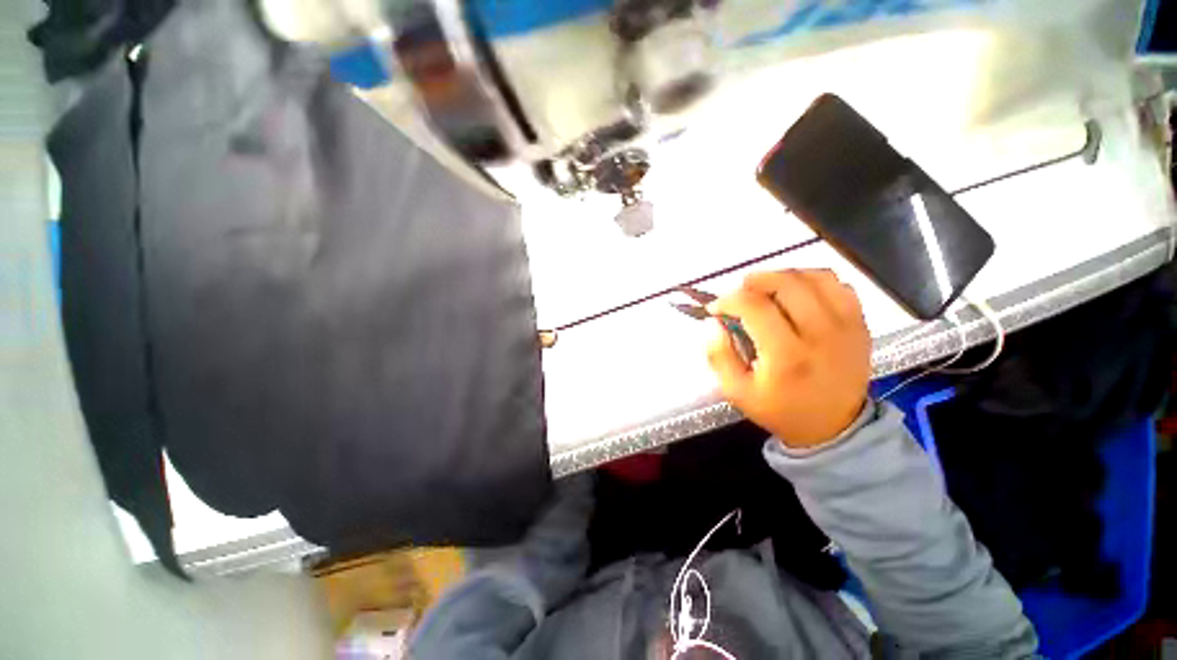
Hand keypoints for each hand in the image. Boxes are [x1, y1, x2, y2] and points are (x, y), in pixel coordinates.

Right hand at [706, 270, 870, 448]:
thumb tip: (713, 322)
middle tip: (741, 291)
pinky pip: (838, 285)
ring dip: (784, 276)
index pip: (754, 306)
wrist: (834, 427)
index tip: (716, 307)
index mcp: (786, 355)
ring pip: (815, 277)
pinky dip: (814, 280)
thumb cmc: (780, 409)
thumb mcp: (736, 391)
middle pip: (787, 283)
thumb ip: (718, 355)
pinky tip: (798, 293)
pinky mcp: (859, 324)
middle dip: (755, 280)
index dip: (728, 299)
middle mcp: (820, 334)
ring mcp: (846, 326)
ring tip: (767, 288)